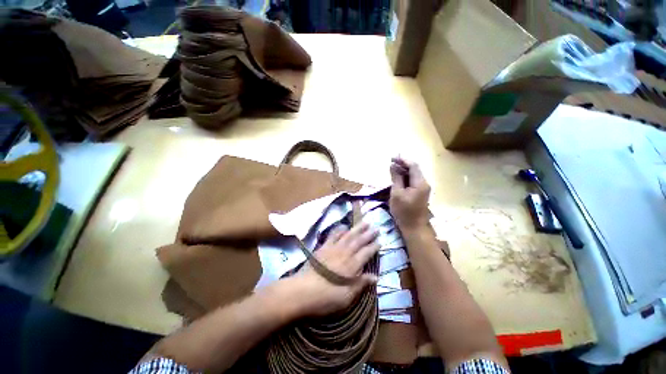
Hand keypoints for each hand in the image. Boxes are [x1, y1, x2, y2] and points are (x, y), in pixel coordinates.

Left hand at [290, 223, 379, 316]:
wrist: (302, 291)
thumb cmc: (326, 297)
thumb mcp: (346, 297)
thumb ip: (361, 284)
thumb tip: (376, 277)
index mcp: (352, 265)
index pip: (366, 253)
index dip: (373, 247)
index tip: (380, 241)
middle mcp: (344, 253)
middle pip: (358, 241)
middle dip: (368, 234)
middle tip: (376, 227)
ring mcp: (333, 249)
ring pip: (348, 235)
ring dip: (357, 228)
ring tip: (364, 222)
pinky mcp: (323, 247)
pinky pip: (333, 235)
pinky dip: (339, 230)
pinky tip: (343, 226)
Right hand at [389, 157, 430, 231]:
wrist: (414, 227)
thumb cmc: (404, 211)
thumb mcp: (397, 193)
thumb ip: (396, 178)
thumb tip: (393, 165)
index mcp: (420, 183)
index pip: (413, 165)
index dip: (403, 160)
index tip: (392, 158)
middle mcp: (424, 183)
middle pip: (414, 169)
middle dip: (402, 164)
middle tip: (390, 162)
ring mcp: (423, 189)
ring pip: (413, 175)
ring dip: (403, 171)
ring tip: (392, 169)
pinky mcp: (420, 193)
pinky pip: (412, 181)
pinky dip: (405, 178)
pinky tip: (397, 178)